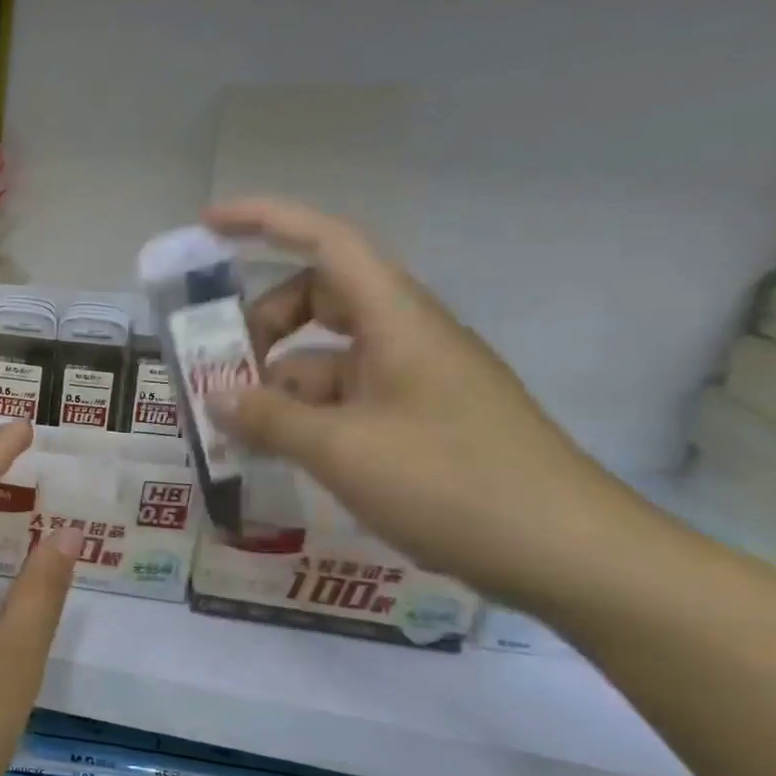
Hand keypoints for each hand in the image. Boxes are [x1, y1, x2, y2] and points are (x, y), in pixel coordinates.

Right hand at [203, 199, 641, 608]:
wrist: (567, 553)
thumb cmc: (452, 484)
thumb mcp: (343, 450)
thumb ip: (270, 419)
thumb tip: (215, 399)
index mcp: (395, 320)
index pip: (326, 242)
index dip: (265, 221)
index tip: (209, 226)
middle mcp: (404, 337)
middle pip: (318, 300)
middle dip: (261, 326)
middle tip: (218, 373)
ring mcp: (412, 381)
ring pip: (326, 359)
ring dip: (277, 384)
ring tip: (235, 431)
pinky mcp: (418, 421)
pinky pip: (344, 400)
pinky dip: (304, 417)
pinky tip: (277, 455)